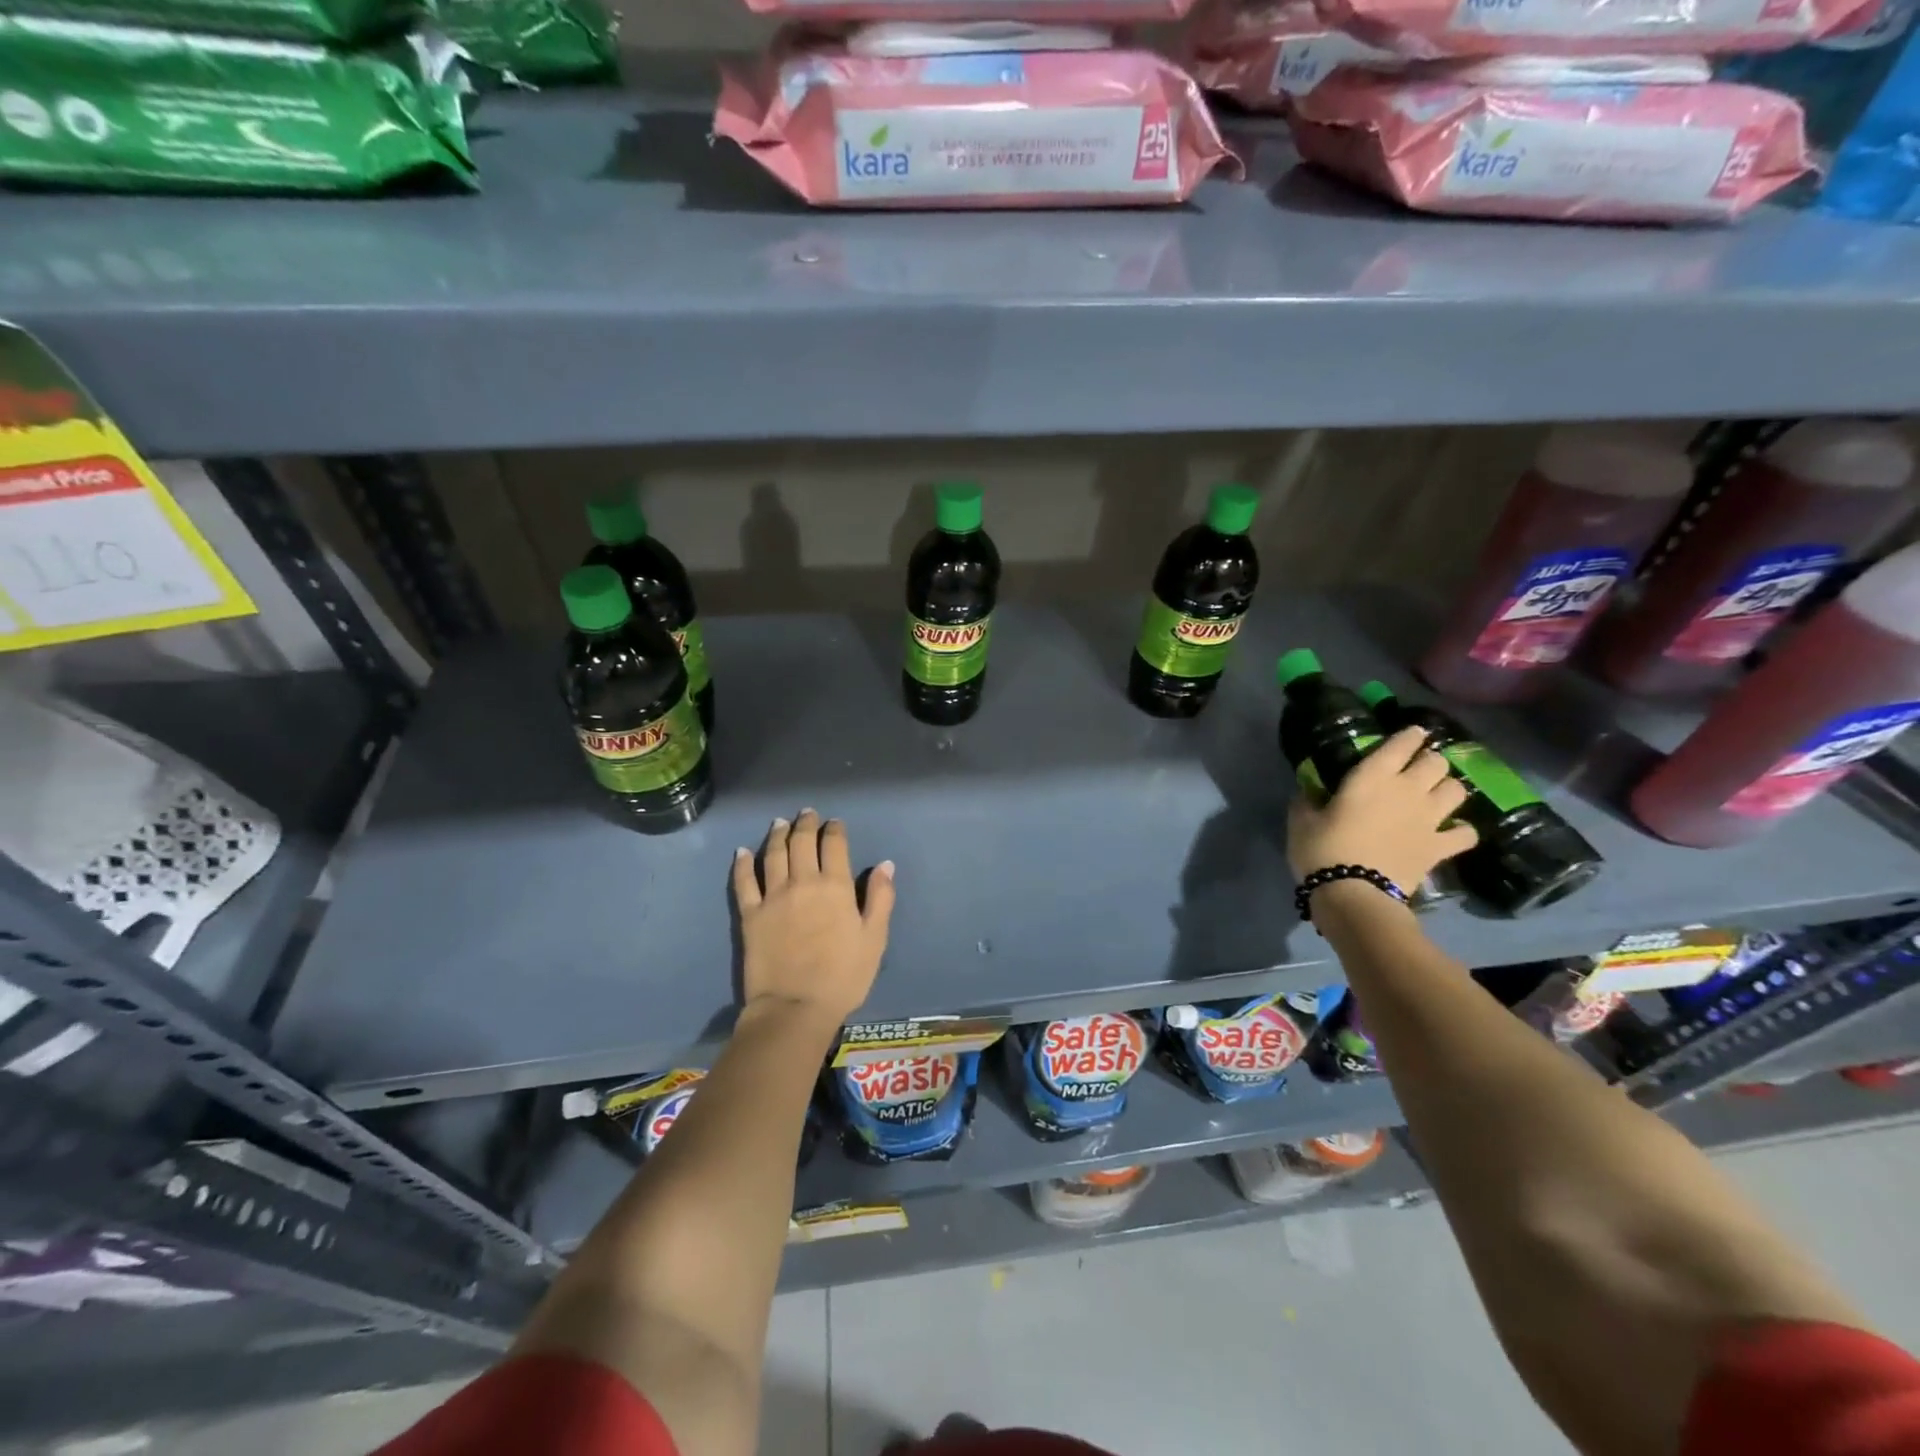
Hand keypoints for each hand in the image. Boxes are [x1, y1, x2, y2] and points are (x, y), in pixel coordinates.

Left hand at [732, 809, 895, 1027]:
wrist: (795, 1007)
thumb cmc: (843, 976)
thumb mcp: (874, 939)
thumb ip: (881, 898)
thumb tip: (885, 864)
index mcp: (836, 887)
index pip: (834, 845)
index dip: (835, 830)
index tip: (835, 823)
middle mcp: (803, 882)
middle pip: (802, 842)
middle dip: (806, 824)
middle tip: (807, 813)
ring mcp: (773, 896)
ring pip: (773, 854)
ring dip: (777, 835)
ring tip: (779, 823)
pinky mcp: (750, 914)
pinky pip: (744, 881)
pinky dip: (743, 863)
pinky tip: (742, 852)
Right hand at [1287, 726, 1478, 893]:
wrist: (1353, 893)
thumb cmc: (1323, 850)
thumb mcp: (1302, 820)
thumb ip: (1308, 799)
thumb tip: (1309, 789)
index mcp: (1373, 776)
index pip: (1401, 743)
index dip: (1409, 736)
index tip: (1411, 734)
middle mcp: (1408, 789)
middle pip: (1436, 762)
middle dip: (1430, 760)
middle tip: (1418, 768)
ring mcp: (1429, 818)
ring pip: (1457, 790)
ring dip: (1448, 788)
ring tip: (1436, 794)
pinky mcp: (1440, 847)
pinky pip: (1466, 833)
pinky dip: (1462, 830)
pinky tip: (1452, 832)